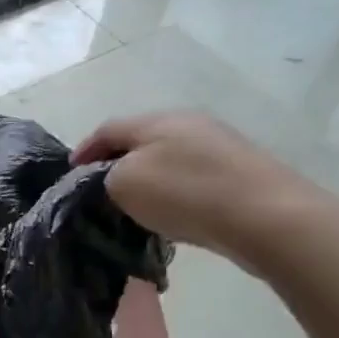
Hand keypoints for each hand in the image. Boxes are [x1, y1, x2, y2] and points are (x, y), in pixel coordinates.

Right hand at [71, 112, 332, 271]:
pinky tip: (172, 213)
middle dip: (117, 162)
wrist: (268, 217)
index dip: (84, 150)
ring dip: (147, 178)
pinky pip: (193, 177)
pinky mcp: (242, 172)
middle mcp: (190, 123)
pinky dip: (174, 192)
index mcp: (158, 120)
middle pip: (141, 140)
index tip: (70, 173)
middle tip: (99, 189)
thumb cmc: (185, 194)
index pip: (108, 129)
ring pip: (168, 159)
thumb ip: (106, 177)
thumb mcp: (124, 184)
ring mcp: (220, 147)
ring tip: (133, 205)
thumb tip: (115, 179)